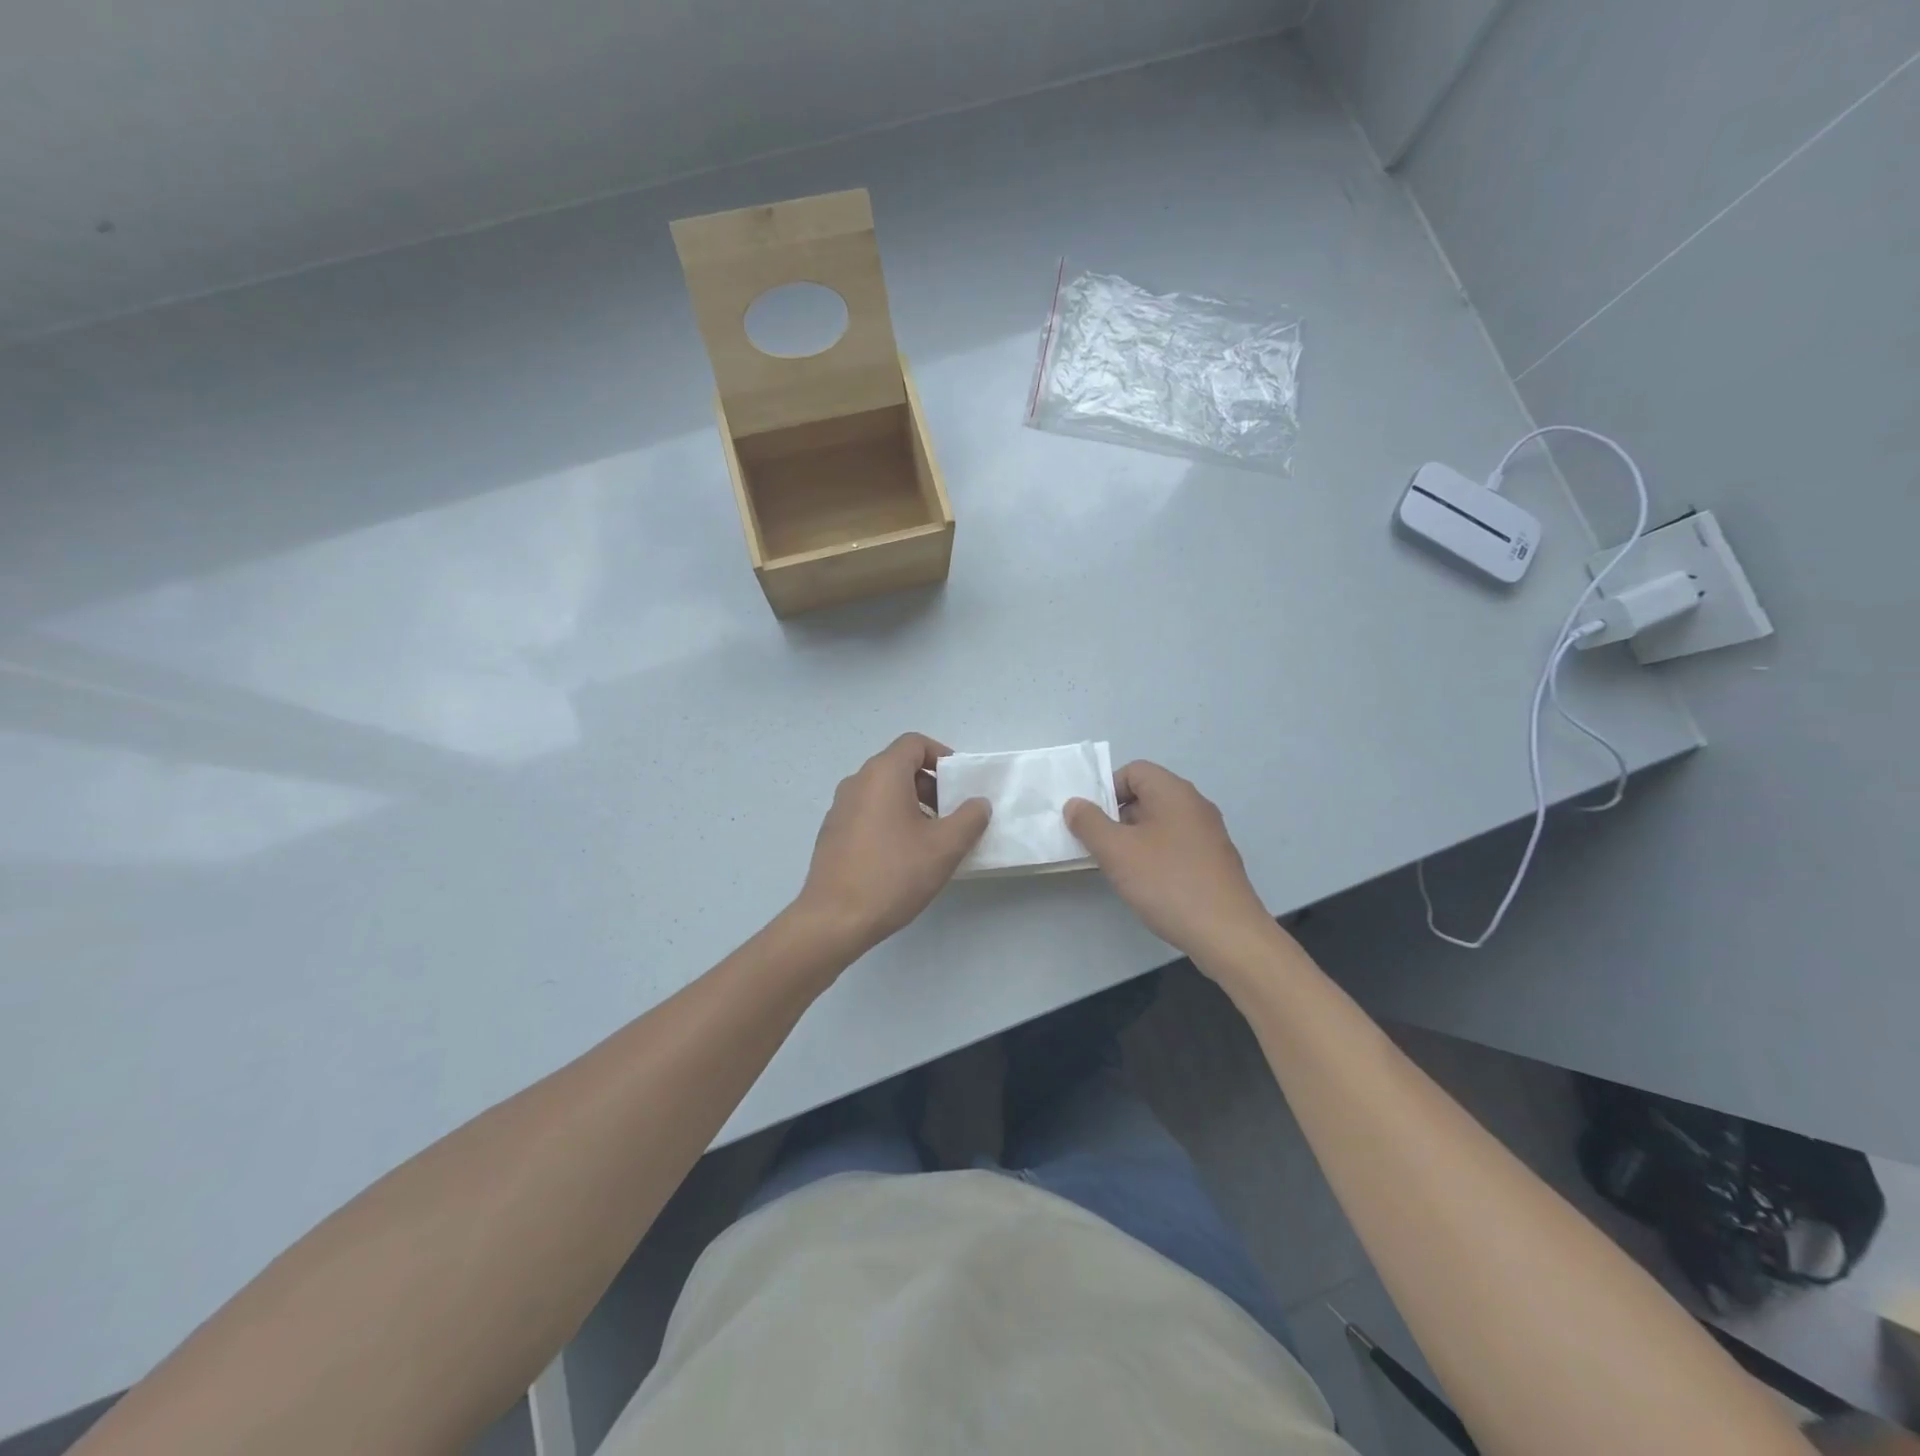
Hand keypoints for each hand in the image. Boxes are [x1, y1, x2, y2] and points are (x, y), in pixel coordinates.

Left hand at [797, 733, 990, 955]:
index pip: (914, 743)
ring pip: (883, 791)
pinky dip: (890, 820)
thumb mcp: (945, 847)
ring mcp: (839, 807)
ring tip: (930, 839)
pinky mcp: (832, 833)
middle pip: (898, 766)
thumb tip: (978, 803)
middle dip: (930, 784)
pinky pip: (868, 812)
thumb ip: (970, 818)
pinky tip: (902, 857)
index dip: (942, 757)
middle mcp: (857, 782)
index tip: (960, 785)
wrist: (835, 919)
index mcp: (882, 774)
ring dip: (911, 805)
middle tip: (951, 815)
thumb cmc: (894, 874)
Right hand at [1065, 761, 1275, 967]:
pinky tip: (1148, 885)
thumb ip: (1089, 823)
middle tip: (1099, 846)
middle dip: (1117, 817)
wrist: (1227, 933)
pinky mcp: (1215, 861)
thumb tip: (1075, 804)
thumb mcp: (1116, 851)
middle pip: (1147, 795)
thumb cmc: (1167, 882)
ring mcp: (1209, 834)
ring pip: (1160, 823)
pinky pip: (1176, 845)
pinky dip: (1156, 856)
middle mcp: (1195, 805)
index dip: (1107, 789)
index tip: (1092, 821)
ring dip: (1135, 839)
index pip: (1134, 770)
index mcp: (1174, 792)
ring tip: (1120, 869)